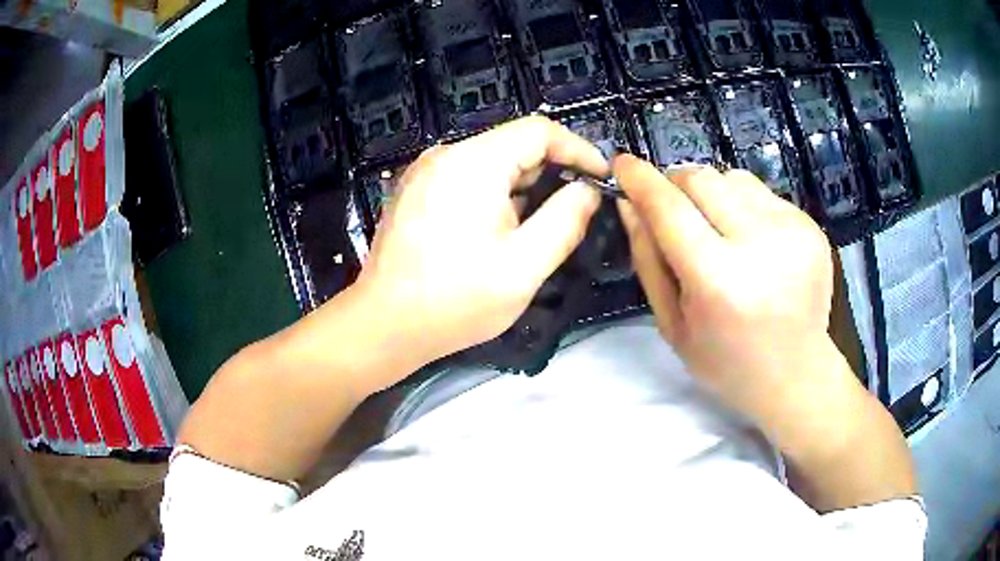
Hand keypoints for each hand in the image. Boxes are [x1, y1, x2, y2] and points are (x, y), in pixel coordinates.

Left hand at [354, 117, 607, 369]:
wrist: (385, 325)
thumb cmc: (455, 300)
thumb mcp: (524, 266)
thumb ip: (566, 221)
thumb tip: (588, 191)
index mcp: (472, 163)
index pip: (539, 131)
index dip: (578, 149)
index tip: (602, 177)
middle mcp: (446, 155)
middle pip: (514, 145)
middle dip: (553, 172)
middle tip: (577, 209)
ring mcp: (427, 172)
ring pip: (492, 163)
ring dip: (524, 187)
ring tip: (540, 226)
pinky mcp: (418, 191)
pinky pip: (469, 178)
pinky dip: (497, 195)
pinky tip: (502, 231)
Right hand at [614, 155, 834, 422]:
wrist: (798, 374)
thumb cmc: (728, 363)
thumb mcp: (673, 325)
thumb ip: (648, 260)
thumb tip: (629, 203)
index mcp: (719, 282)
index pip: (670, 208)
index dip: (640, 179)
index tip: (622, 163)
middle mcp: (761, 246)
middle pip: (701, 178)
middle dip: (676, 184)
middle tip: (673, 209)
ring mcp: (793, 231)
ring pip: (732, 177)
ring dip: (712, 194)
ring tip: (718, 230)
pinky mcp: (811, 225)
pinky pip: (761, 193)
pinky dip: (744, 206)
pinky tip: (751, 241)